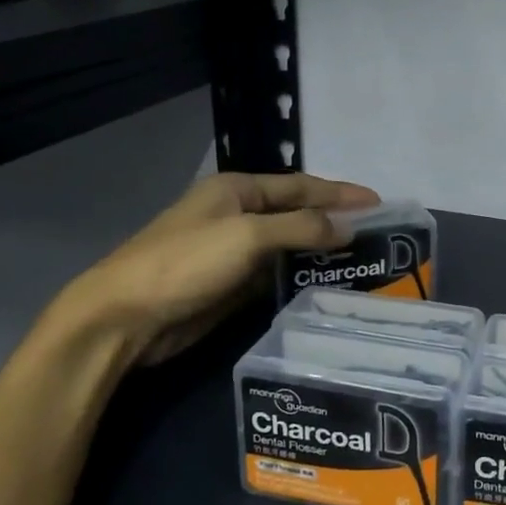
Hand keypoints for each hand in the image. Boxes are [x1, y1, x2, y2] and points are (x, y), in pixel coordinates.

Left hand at [62, 172, 379, 370]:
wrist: (125, 318)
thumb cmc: (186, 262)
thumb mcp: (248, 236)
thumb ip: (301, 228)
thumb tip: (348, 227)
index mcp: (237, 190)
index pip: (301, 185)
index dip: (340, 193)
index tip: (380, 202)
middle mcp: (238, 215)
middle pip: (296, 214)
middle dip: (334, 221)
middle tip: (377, 234)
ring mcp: (233, 251)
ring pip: (288, 246)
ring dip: (320, 251)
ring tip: (362, 260)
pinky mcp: (230, 285)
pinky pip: (275, 274)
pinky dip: (300, 276)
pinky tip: (326, 284)